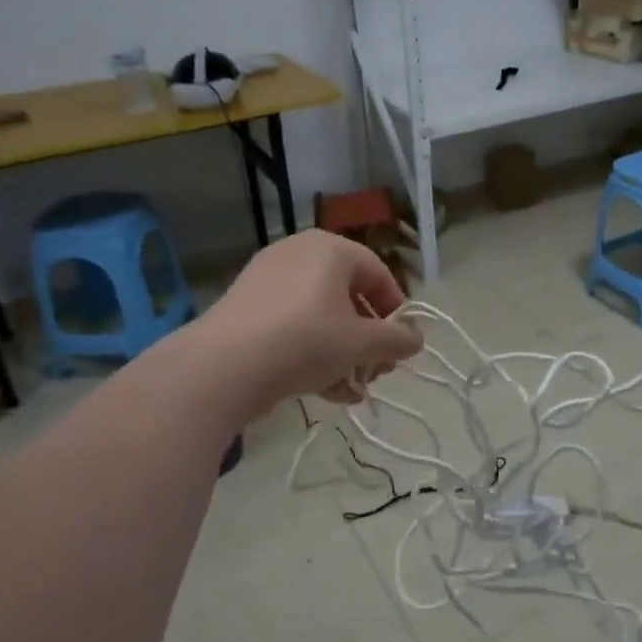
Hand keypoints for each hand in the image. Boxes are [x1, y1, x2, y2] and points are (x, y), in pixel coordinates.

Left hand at [198, 231, 420, 410]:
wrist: (224, 366)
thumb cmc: (306, 340)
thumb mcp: (362, 343)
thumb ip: (396, 339)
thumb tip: (417, 339)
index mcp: (330, 249)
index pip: (378, 272)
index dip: (395, 310)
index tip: (399, 344)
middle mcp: (298, 254)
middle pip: (348, 297)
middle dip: (368, 339)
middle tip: (377, 371)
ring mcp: (267, 281)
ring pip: (320, 317)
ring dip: (343, 354)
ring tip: (353, 390)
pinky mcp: (246, 310)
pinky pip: (292, 327)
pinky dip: (312, 353)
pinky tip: (326, 392)